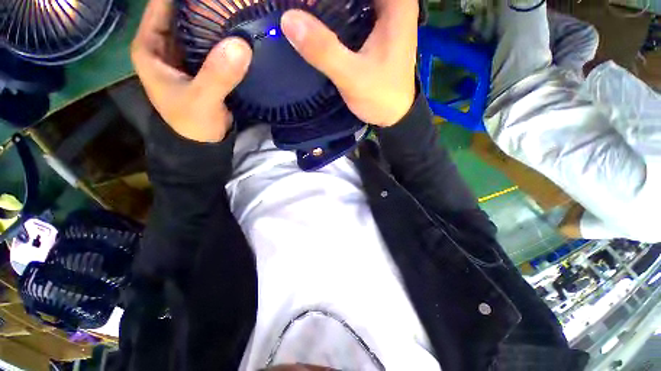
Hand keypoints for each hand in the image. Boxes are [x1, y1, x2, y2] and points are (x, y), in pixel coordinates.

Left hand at [131, 0, 251, 142]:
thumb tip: (241, 45)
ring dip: (216, 16)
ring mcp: (185, 52)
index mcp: (150, 45)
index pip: (162, 3)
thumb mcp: (202, 101)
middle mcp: (165, 43)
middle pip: (182, 10)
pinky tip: (241, 29)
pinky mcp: (203, 63)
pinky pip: (213, 41)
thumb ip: (217, 75)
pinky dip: (225, 34)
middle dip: (204, 3)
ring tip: (238, 7)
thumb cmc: (194, 123)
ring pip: (199, 24)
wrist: (205, 142)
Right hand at [281, 0, 417, 126]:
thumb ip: (323, 50)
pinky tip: (322, 20)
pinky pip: (356, 9)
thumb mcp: (352, 77)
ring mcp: (387, 15)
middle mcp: (394, 2)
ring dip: (331, 4)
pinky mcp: (378, 29)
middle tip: (306, 8)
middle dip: (328, 0)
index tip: (308, 4)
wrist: (395, 115)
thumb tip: (288, 19)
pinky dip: (338, 11)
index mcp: (396, 3)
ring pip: (354, 0)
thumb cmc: (380, 97)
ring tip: (309, 11)